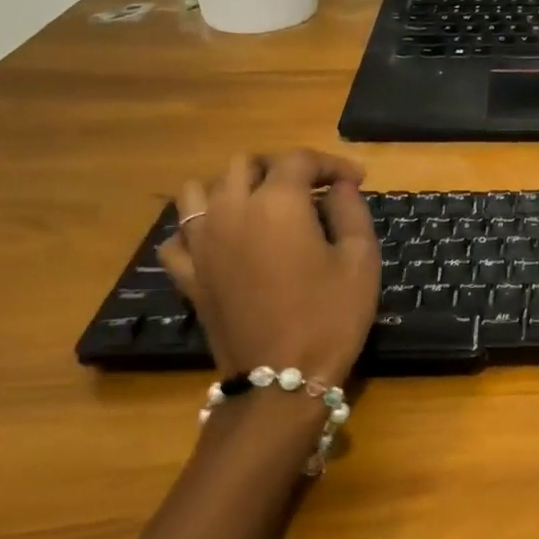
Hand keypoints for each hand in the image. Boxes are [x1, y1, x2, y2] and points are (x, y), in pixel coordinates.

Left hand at [157, 150, 380, 386]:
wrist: (283, 379)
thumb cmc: (331, 315)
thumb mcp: (360, 259)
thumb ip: (351, 211)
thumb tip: (340, 186)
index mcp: (277, 203)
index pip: (300, 160)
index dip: (331, 163)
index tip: (356, 179)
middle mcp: (231, 211)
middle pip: (245, 164)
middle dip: (281, 166)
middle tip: (311, 186)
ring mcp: (201, 243)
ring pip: (200, 190)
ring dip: (231, 187)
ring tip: (260, 204)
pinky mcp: (188, 275)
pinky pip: (178, 236)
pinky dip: (197, 228)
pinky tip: (222, 239)